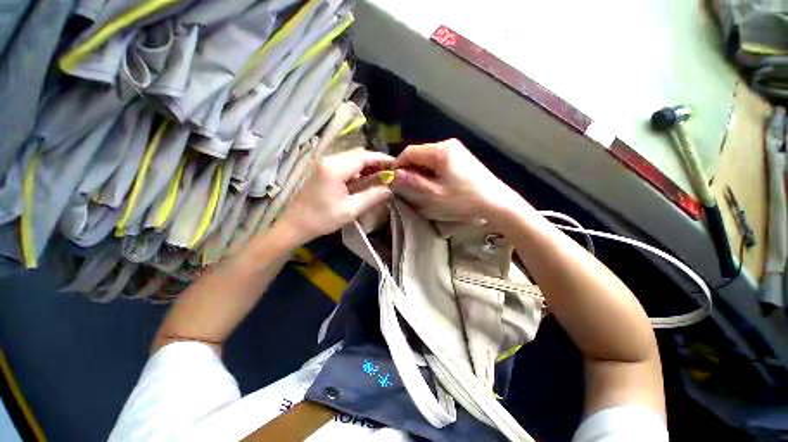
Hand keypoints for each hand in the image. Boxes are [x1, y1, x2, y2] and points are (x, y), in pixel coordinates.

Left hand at [277, 149, 393, 243]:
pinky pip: (345, 163)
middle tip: (390, 173)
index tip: (396, 164)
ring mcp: (324, 163)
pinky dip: (358, 169)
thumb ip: (372, 196)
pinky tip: (364, 179)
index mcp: (335, 168)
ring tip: (380, 177)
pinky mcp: (323, 169)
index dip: (381, 159)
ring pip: (352, 157)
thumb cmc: (322, 219)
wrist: (295, 224)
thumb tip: (390, 189)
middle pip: (358, 154)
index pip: (364, 157)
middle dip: (375, 162)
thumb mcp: (350, 210)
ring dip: (367, 165)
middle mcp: (329, 160)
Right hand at [391, 139, 519, 221]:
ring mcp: (456, 150)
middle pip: (419, 153)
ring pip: (428, 158)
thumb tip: (394, 174)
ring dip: (420, 171)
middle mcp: (448, 144)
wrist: (495, 202)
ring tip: (420, 187)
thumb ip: (412, 182)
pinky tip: (434, 183)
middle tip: (407, 187)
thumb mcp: (434, 194)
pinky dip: (431, 171)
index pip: (410, 151)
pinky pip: (438, 161)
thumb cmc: (464, 199)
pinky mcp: (461, 157)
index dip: (398, 165)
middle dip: (410, 169)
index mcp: (440, 150)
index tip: (394, 180)